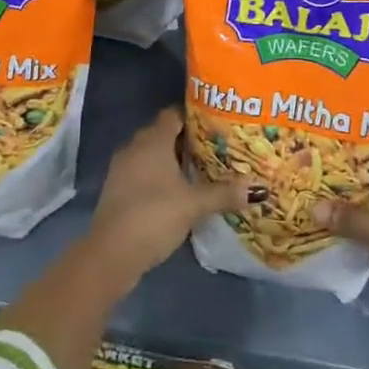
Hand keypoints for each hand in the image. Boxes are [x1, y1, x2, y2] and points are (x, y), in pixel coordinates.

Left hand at [87, 106, 260, 284]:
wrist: (110, 254)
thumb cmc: (154, 215)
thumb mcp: (193, 205)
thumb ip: (224, 193)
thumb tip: (258, 189)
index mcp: (153, 140)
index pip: (174, 114)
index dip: (194, 115)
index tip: (217, 122)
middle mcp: (135, 147)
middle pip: (164, 133)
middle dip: (187, 139)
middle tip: (215, 146)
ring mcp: (122, 169)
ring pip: (152, 154)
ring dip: (172, 159)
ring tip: (200, 168)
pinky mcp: (117, 190)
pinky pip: (142, 171)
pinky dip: (159, 176)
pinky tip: (177, 190)